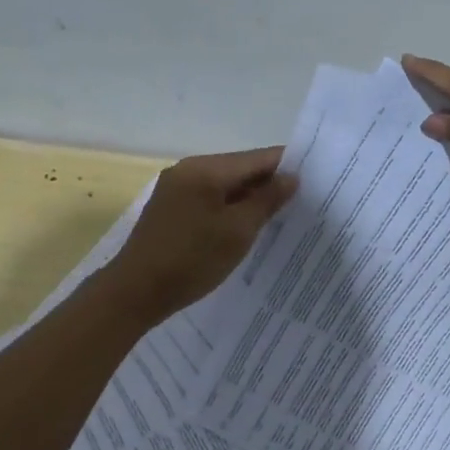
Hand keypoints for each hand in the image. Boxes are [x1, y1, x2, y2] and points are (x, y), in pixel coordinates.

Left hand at [105, 147, 297, 320]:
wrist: (135, 292)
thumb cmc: (191, 260)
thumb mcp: (238, 231)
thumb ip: (267, 201)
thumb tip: (291, 178)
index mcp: (206, 169)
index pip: (257, 158)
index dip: (287, 166)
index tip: (315, 179)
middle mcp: (189, 169)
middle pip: (240, 169)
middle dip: (269, 183)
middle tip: (302, 201)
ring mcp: (176, 188)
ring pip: (224, 185)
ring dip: (249, 198)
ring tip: (278, 216)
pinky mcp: (170, 208)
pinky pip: (209, 199)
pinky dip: (229, 208)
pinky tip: (245, 226)